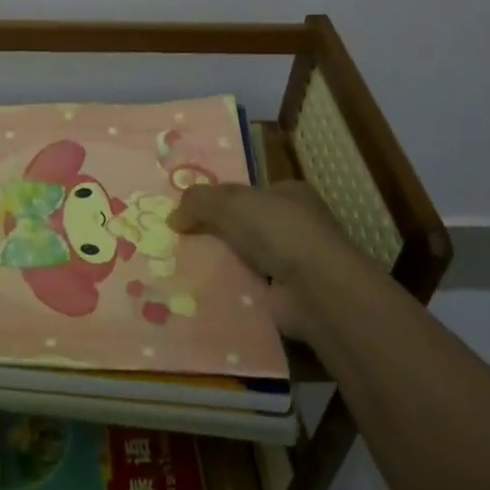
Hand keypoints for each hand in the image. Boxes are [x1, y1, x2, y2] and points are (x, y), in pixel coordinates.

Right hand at [167, 182, 361, 337]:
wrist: (316, 290)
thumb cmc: (279, 231)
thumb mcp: (231, 202)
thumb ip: (198, 201)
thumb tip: (173, 217)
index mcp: (291, 194)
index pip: (251, 193)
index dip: (222, 199)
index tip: (192, 212)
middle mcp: (297, 226)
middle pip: (247, 226)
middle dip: (219, 234)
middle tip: (181, 241)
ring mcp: (296, 263)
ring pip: (247, 259)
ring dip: (223, 264)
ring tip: (183, 268)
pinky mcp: (289, 297)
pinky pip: (249, 289)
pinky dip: (231, 292)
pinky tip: (204, 294)